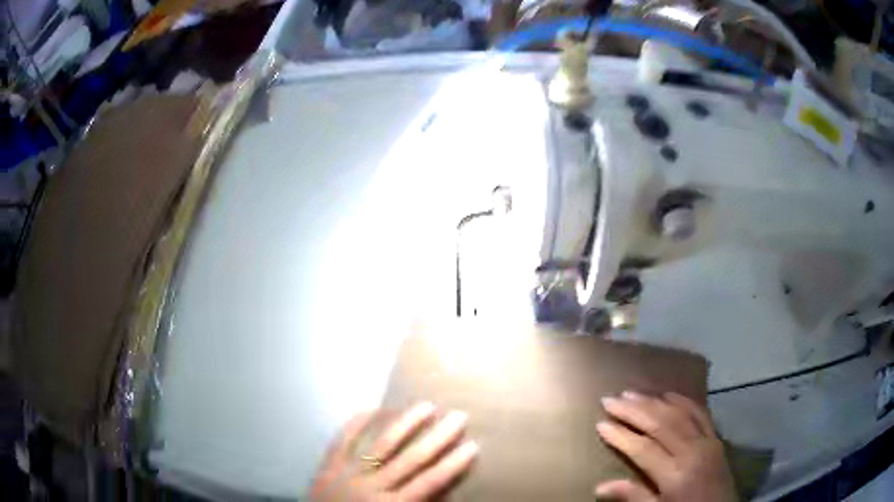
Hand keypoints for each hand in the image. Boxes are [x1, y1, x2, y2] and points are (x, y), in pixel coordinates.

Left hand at [311, 402, 478, 500]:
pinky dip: (356, 422)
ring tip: (426, 405)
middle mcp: (373, 486)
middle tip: (459, 416)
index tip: (472, 446)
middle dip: (438, 437)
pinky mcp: (328, 465)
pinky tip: (373, 407)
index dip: (452, 464)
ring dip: (405, 423)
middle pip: (411, 459)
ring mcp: (348, 472)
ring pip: (381, 444)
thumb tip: (445, 494)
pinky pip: (343, 439)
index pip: (429, 482)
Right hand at [595, 391, 736, 501]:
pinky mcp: (716, 437)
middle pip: (660, 423)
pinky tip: (668, 394)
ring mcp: (707, 440)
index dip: (621, 436)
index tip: (601, 424)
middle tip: (610, 399)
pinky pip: (700, 413)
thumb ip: (634, 497)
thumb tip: (600, 486)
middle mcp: (692, 450)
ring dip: (654, 401)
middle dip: (633, 410)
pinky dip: (683, 401)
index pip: (643, 448)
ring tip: (632, 393)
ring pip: (678, 413)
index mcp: (676, 473)